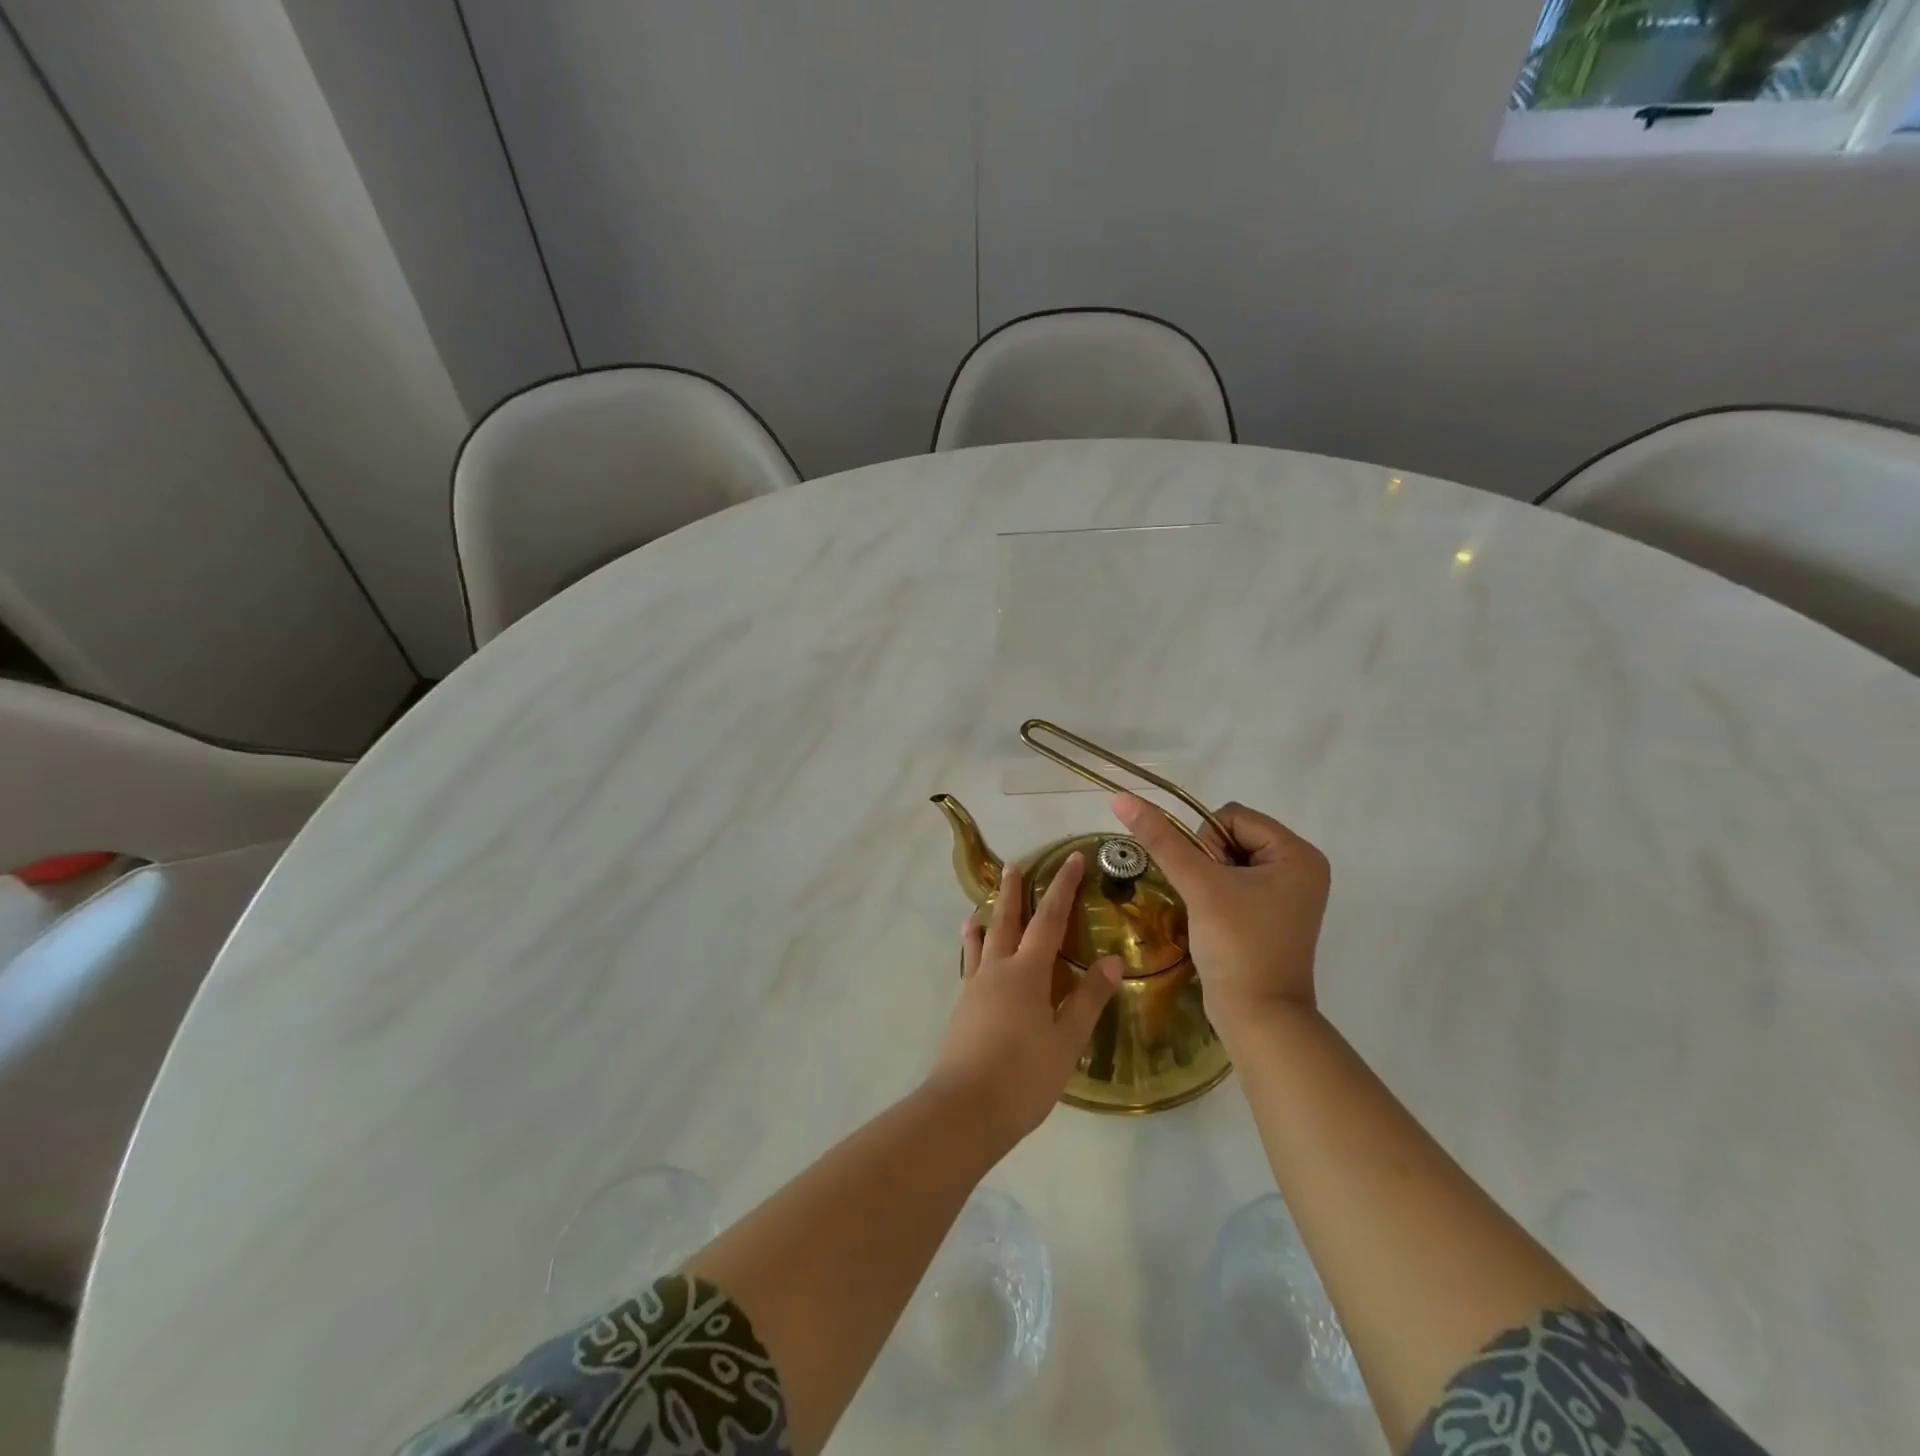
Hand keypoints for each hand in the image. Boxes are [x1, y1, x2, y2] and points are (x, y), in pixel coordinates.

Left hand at [927, 853, 1122, 1148]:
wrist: (966, 1108)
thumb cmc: (1024, 1075)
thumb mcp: (1066, 1040)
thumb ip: (1088, 998)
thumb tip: (1113, 960)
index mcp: (1027, 972)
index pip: (1049, 919)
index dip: (1062, 887)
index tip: (1071, 859)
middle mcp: (997, 970)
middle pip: (1006, 921)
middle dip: (1013, 892)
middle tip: (1013, 865)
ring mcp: (975, 988)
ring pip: (982, 942)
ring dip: (986, 918)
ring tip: (981, 904)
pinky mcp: (962, 1008)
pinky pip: (969, 966)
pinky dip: (971, 950)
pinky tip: (970, 954)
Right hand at [1111, 794, 1328, 1035]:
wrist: (1257, 1017)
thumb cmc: (1237, 945)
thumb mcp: (1199, 885)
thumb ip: (1161, 839)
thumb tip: (1122, 798)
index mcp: (1298, 853)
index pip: (1232, 816)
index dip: (1207, 842)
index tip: (1207, 882)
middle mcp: (1300, 867)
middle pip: (1232, 835)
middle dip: (1208, 861)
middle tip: (1210, 899)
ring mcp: (1287, 893)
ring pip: (1228, 858)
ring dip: (1208, 878)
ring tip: (1211, 912)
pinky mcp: (1272, 913)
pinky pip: (1235, 881)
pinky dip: (1216, 893)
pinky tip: (1215, 919)